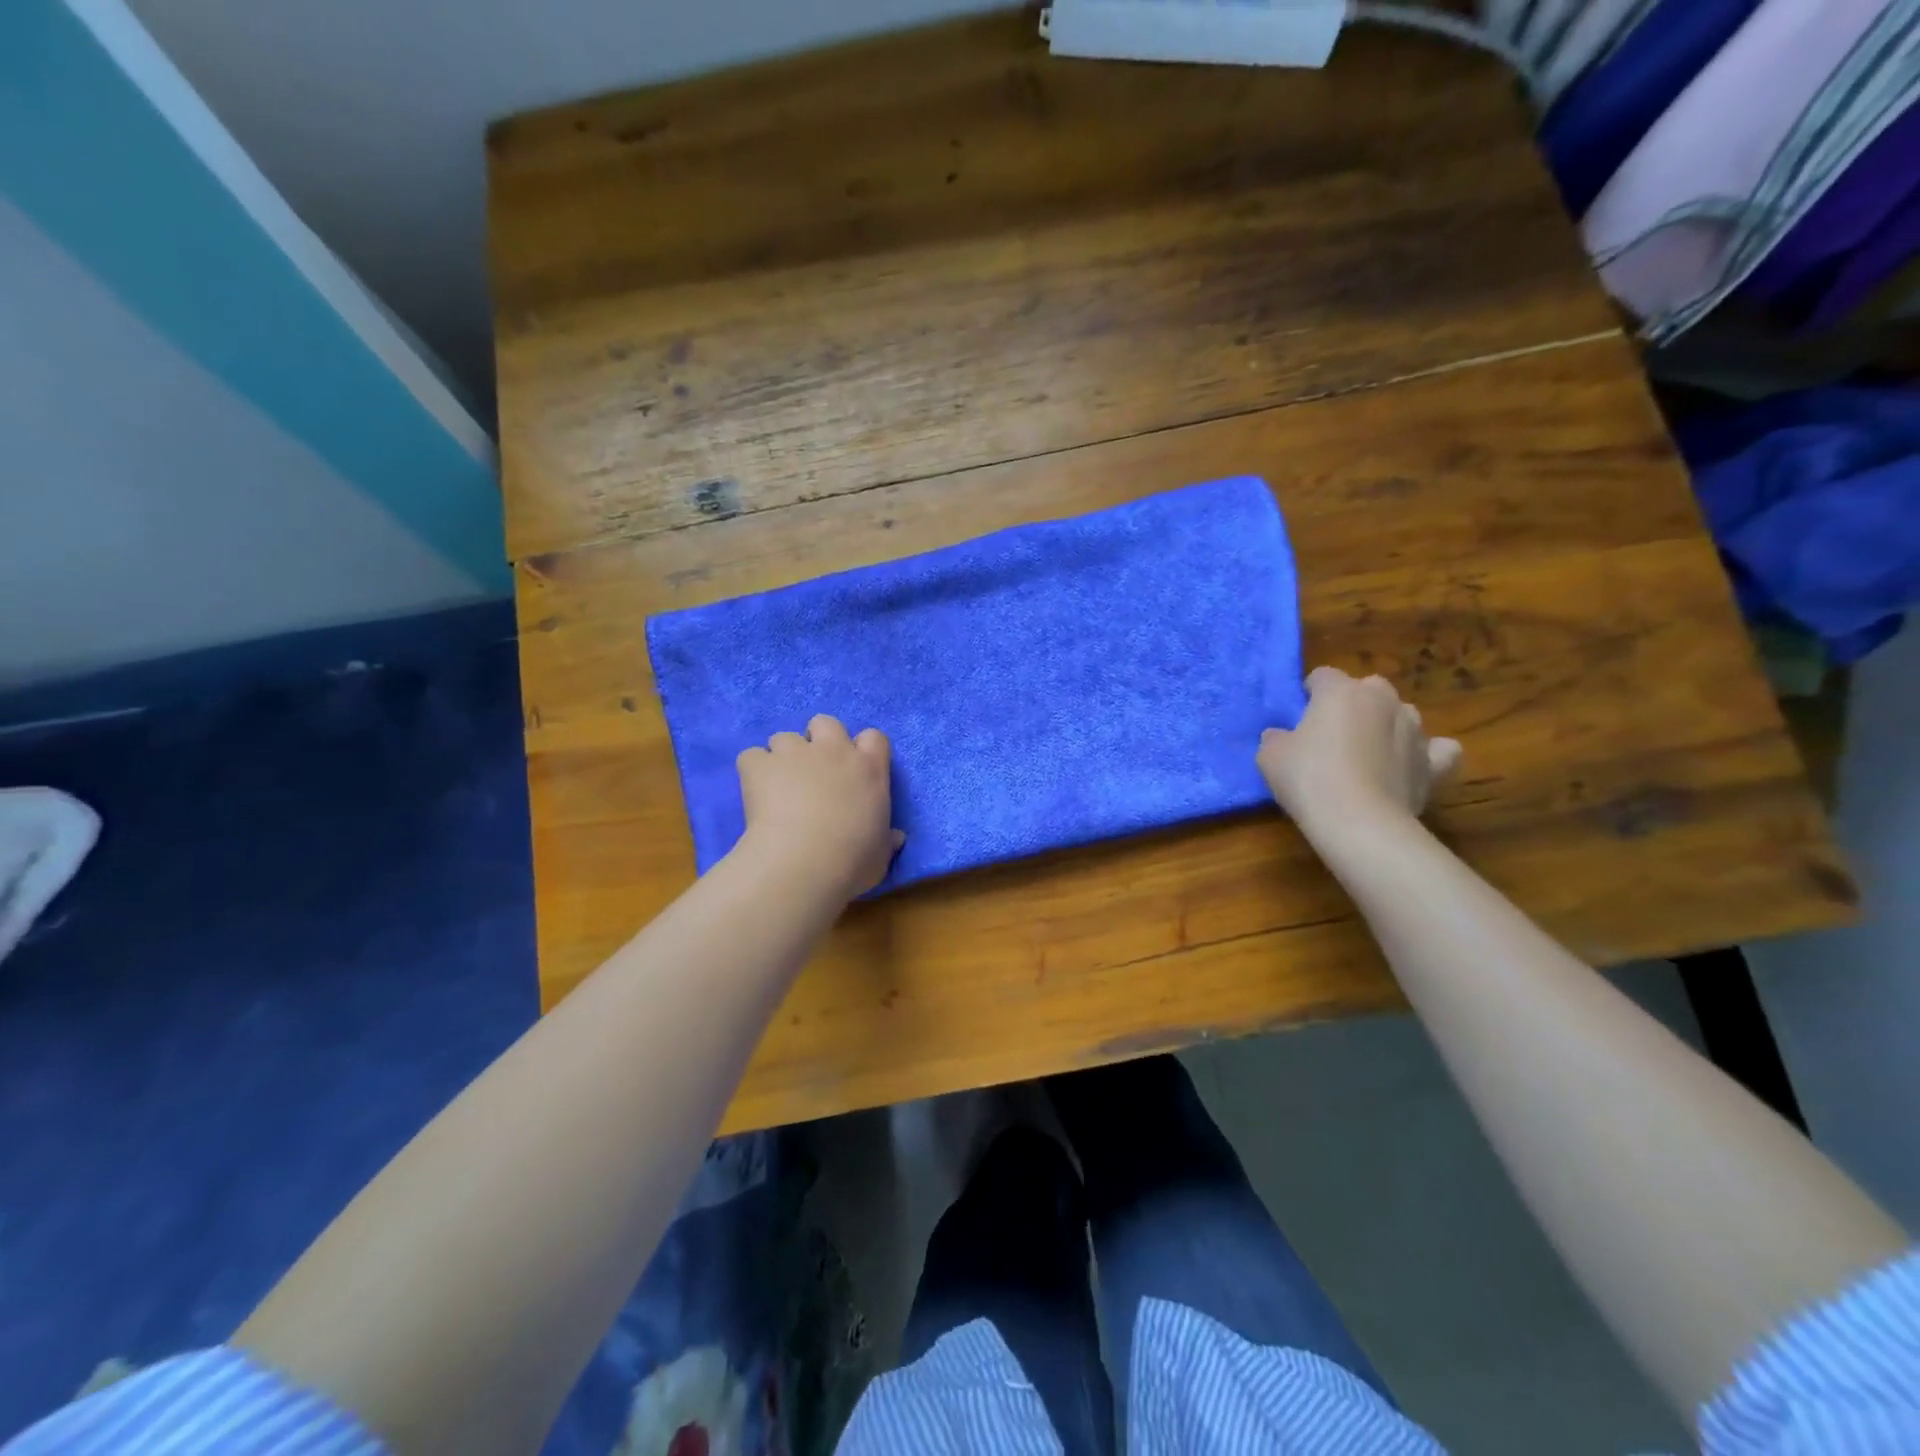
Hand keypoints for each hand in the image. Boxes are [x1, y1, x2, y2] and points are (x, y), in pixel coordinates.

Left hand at [735, 715, 904, 899]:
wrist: (803, 862)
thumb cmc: (852, 861)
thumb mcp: (880, 855)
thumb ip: (885, 839)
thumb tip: (895, 837)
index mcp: (870, 770)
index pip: (874, 738)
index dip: (862, 748)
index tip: (853, 769)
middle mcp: (834, 751)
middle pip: (826, 723)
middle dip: (818, 740)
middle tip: (812, 771)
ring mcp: (794, 753)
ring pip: (784, 737)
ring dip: (782, 756)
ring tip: (777, 786)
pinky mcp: (759, 764)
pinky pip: (752, 757)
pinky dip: (752, 772)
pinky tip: (752, 794)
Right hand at [1258, 667, 1460, 838]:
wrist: (1359, 822)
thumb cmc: (1308, 779)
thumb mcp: (1269, 756)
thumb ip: (1275, 738)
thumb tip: (1280, 736)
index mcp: (1341, 691)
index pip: (1322, 676)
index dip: (1309, 693)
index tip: (1298, 717)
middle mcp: (1383, 699)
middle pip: (1367, 688)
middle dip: (1352, 704)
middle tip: (1331, 735)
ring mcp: (1414, 729)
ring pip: (1401, 714)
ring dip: (1386, 725)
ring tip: (1368, 754)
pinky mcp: (1434, 762)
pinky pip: (1438, 749)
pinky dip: (1428, 754)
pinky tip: (1413, 765)